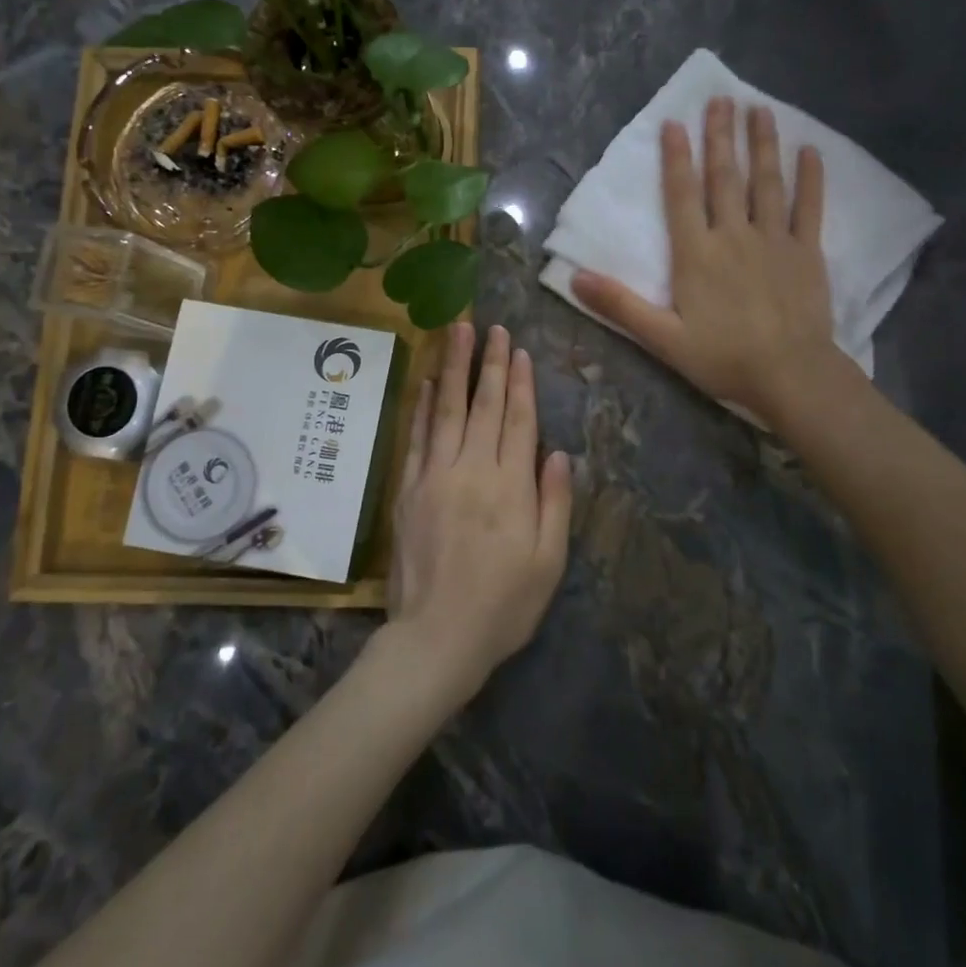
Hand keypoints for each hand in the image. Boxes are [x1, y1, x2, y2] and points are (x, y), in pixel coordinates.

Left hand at [385, 322, 571, 705]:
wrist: (435, 639)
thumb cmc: (503, 606)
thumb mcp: (549, 562)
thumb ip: (554, 503)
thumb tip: (557, 452)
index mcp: (510, 486)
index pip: (518, 420)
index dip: (520, 382)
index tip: (518, 350)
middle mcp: (471, 470)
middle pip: (483, 405)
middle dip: (489, 363)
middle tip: (491, 327)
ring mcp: (434, 476)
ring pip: (445, 409)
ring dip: (452, 368)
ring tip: (456, 332)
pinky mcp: (408, 490)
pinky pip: (416, 437)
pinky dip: (420, 405)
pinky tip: (424, 381)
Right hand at [574, 97, 833, 422]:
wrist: (790, 374)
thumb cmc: (723, 358)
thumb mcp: (663, 338)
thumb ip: (620, 305)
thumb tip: (575, 277)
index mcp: (696, 254)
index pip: (682, 195)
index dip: (676, 158)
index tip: (675, 123)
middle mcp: (734, 235)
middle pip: (724, 177)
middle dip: (721, 136)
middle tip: (721, 98)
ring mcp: (774, 240)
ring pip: (766, 182)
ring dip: (762, 144)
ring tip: (759, 109)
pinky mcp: (806, 252)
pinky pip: (809, 207)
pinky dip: (810, 178)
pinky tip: (810, 150)